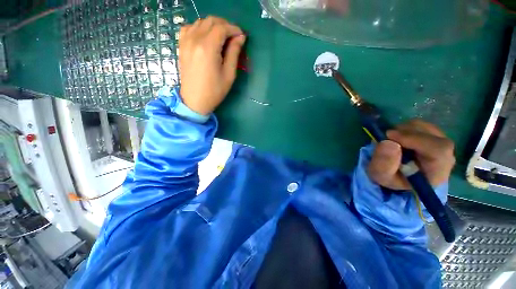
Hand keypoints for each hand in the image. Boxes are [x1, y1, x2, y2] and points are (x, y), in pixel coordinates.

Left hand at [178, 16, 245, 114]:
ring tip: (222, 37)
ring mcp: (185, 41)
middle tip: (233, 36)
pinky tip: (205, 37)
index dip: (234, 29)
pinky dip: (199, 28)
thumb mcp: (229, 74)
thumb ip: (234, 53)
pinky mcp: (181, 46)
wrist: (195, 100)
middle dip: (225, 25)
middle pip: (211, 21)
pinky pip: (189, 27)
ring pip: (200, 22)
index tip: (241, 36)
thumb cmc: (215, 91)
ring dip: (213, 25)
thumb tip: (240, 38)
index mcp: (208, 48)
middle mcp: (195, 39)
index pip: (222, 28)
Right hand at [367, 119, 455, 189]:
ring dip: (404, 130)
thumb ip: (384, 163)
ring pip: (426, 128)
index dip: (415, 139)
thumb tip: (388, 142)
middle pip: (433, 136)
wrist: (396, 176)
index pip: (439, 150)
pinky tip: (398, 137)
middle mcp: (445, 157)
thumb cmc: (390, 178)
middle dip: (406, 133)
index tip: (390, 136)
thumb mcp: (381, 175)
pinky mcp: (434, 137)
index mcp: (436, 172)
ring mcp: (441, 145)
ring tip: (391, 139)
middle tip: (387, 137)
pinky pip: (422, 126)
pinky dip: (406, 128)